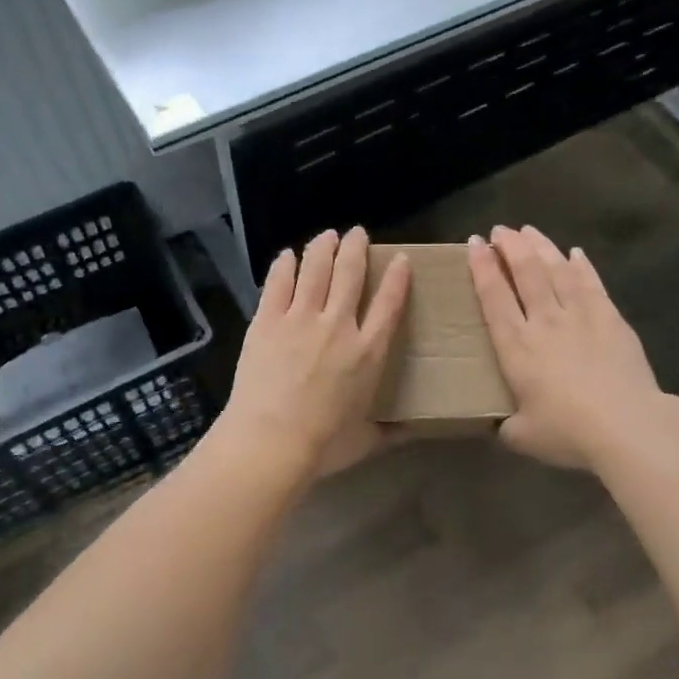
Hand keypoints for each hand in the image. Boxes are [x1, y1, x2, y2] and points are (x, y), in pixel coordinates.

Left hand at [217, 228, 411, 480]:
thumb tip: (412, 432)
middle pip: (351, 273)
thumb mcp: (366, 440)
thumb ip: (390, 431)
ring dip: (323, 247)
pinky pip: (278, 283)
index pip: (389, 303)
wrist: (270, 440)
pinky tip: (287, 255)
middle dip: (356, 248)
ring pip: (316, 269)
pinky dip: (284, 265)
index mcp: (368, 352)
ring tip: (327, 235)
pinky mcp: (267, 320)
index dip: (397, 277)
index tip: (400, 259)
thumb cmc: (323, 444)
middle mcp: (339, 325)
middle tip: (358, 233)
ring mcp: (300, 319)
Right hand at [468, 226, 671, 470]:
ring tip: (529, 231)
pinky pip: (592, 284)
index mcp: (516, 347)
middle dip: (510, 247)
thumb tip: (503, 426)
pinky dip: (582, 266)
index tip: (475, 243)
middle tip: (500, 230)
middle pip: (525, 273)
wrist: (626, 426)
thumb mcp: (523, 437)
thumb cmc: (568, 432)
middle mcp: (544, 322)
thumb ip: (507, 427)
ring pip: (557, 270)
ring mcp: (580, 316)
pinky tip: (576, 253)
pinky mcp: (611, 319)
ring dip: (541, 247)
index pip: (493, 297)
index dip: (482, 268)